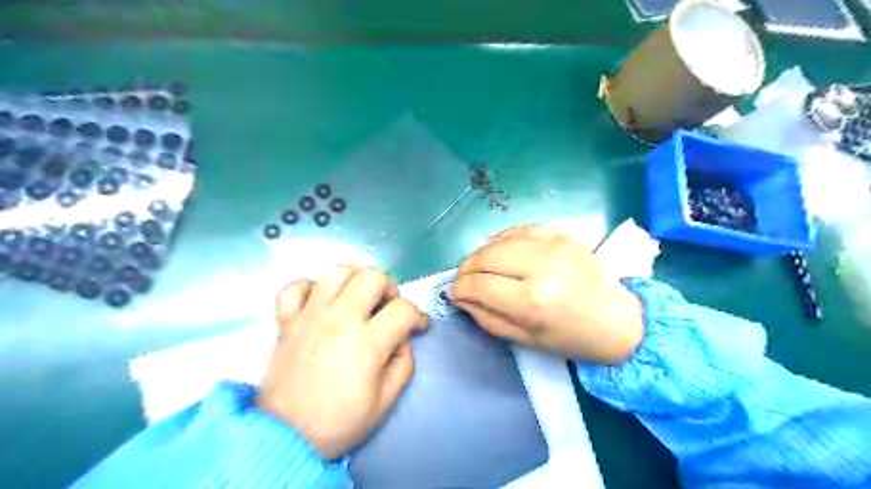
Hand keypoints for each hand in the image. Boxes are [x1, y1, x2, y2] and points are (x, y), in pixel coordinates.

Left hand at [257, 265, 429, 460]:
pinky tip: (320, 300)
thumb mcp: (386, 400)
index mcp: (367, 342)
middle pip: (372, 277)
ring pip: (336, 272)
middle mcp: (340, 320)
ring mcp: (310, 316)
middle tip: (388, 305)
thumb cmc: (340, 422)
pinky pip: (294, 287)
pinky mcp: (287, 321)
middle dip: (389, 287)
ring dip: (354, 278)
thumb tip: (402, 339)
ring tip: (358, 295)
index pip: (403, 310)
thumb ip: (404, 363)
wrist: (286, 438)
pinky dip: (310, 287)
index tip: (418, 326)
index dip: (418, 316)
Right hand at [449, 226, 645, 362]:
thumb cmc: (573, 339)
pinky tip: (498, 251)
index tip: (454, 294)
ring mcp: (552, 245)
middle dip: (466, 269)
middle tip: (464, 281)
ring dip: (481, 254)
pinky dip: (502, 240)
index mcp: (532, 301)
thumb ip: (488, 318)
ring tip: (478, 267)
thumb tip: (461, 298)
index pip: (479, 285)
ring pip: (498, 240)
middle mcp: (540, 266)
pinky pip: (519, 229)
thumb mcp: (526, 340)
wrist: (620, 320)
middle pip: (484, 257)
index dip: (459, 289)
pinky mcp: (560, 235)